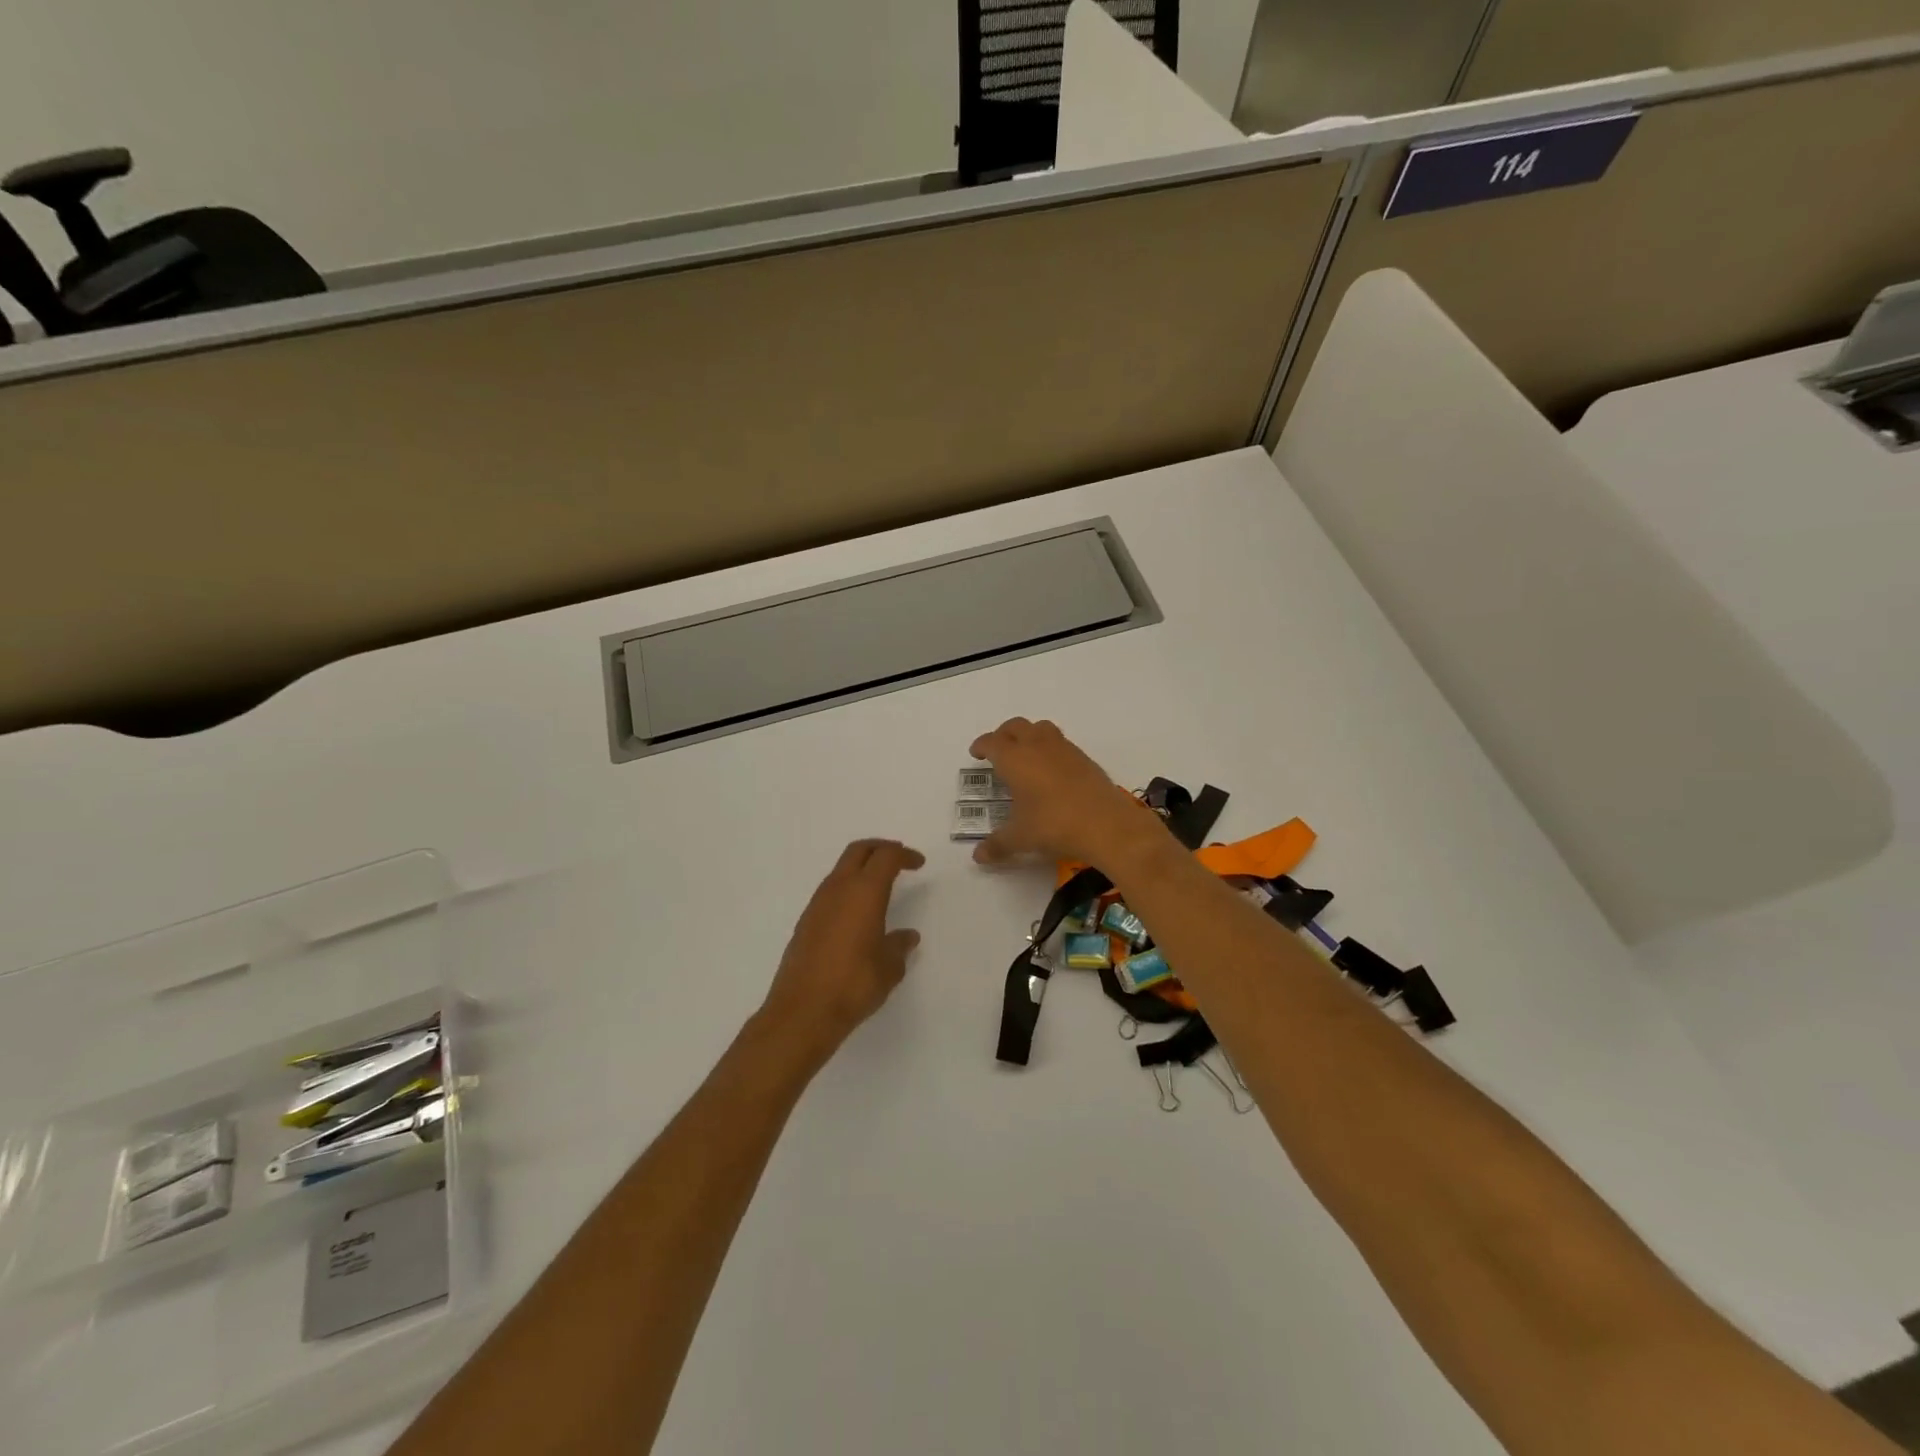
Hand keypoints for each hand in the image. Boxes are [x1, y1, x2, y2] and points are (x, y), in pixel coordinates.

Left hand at [760, 839, 923, 1064]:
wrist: (803, 1011)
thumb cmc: (854, 984)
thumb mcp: (889, 968)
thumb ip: (899, 946)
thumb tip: (907, 936)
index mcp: (865, 892)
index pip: (886, 857)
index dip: (904, 855)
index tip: (918, 863)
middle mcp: (838, 889)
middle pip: (859, 850)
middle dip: (880, 848)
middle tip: (898, 858)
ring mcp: (817, 904)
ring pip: (841, 869)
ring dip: (861, 867)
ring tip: (879, 884)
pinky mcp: (805, 922)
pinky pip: (830, 891)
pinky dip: (847, 888)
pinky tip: (857, 912)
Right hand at [967, 718, 1164, 869]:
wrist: (1106, 824)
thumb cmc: (1053, 825)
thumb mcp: (1020, 838)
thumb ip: (997, 845)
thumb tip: (979, 856)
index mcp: (1015, 759)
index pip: (992, 742)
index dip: (981, 746)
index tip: (977, 753)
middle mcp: (1037, 746)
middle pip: (1016, 726)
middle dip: (1003, 735)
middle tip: (998, 751)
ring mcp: (1064, 749)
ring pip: (1041, 728)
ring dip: (1029, 735)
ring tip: (1026, 755)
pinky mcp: (1084, 758)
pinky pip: (1061, 743)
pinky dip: (1050, 749)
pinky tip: (1052, 771)